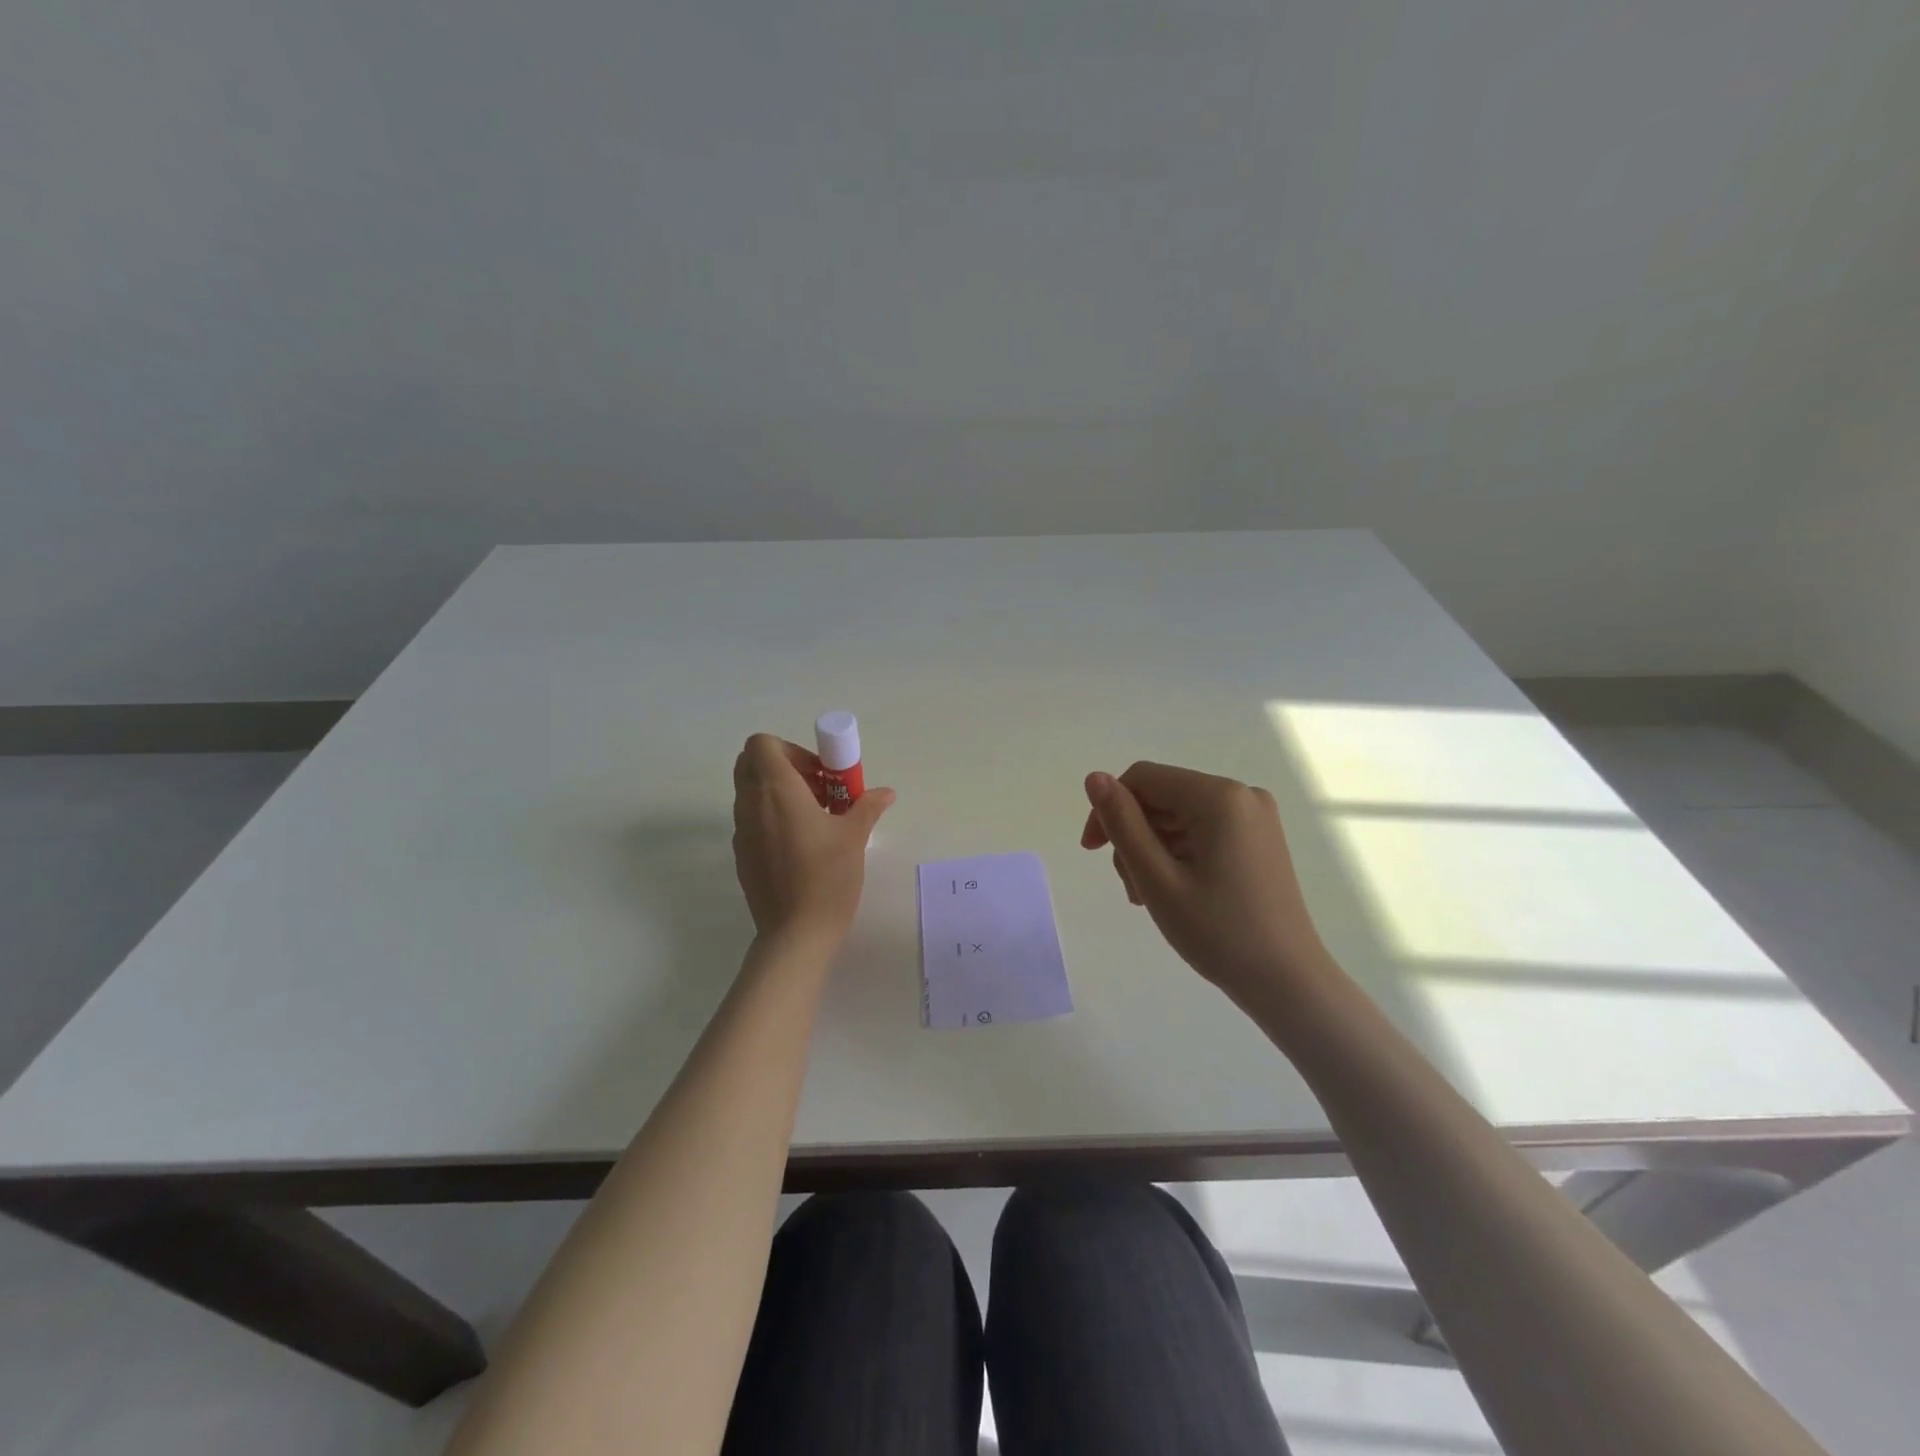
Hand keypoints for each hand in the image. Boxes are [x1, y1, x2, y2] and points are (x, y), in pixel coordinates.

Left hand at [732, 734, 894, 945]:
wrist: (796, 933)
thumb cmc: (826, 877)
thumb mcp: (854, 836)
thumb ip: (867, 806)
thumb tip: (885, 792)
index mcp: (776, 790)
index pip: (762, 744)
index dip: (791, 750)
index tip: (819, 774)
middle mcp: (751, 805)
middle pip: (751, 763)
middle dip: (784, 767)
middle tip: (817, 790)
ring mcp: (741, 831)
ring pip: (751, 792)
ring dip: (780, 793)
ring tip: (815, 819)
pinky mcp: (742, 855)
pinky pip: (752, 820)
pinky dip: (772, 818)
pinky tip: (802, 845)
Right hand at [1081, 761, 1329, 1006]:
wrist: (1288, 983)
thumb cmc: (1219, 932)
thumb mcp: (1157, 878)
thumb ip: (1122, 823)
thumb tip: (1094, 777)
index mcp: (1220, 796)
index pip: (1144, 779)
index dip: (1109, 807)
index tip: (1092, 851)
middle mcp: (1241, 794)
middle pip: (1163, 797)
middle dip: (1134, 835)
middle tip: (1130, 888)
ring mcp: (1255, 817)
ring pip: (1179, 816)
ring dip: (1153, 849)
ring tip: (1149, 897)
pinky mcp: (1259, 839)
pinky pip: (1203, 830)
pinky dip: (1178, 854)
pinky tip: (1173, 891)